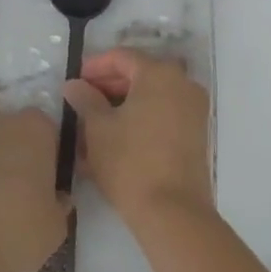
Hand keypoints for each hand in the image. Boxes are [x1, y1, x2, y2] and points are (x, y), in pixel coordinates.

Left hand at [0, 104, 70, 271]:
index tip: (49, 186)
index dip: (52, 160)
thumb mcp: (55, 227)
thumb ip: (60, 205)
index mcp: (37, 127)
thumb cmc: (17, 226)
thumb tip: (58, 198)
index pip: (52, 135)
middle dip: (21, 156)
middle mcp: (4, 119)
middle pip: (18, 133)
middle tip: (24, 193)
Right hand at [63, 48, 213, 228]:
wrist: (174, 214)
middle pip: (139, 74)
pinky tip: (117, 138)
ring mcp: (194, 109)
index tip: (76, 81)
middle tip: (83, 101)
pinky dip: (141, 119)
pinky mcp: (197, 134)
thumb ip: (85, 99)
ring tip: (95, 123)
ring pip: (151, 96)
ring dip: (123, 105)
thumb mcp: (98, 129)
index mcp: (159, 73)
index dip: (95, 66)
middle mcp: (182, 83)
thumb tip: (74, 84)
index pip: (122, 57)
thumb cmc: (131, 162)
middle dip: (109, 86)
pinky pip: (163, 115)